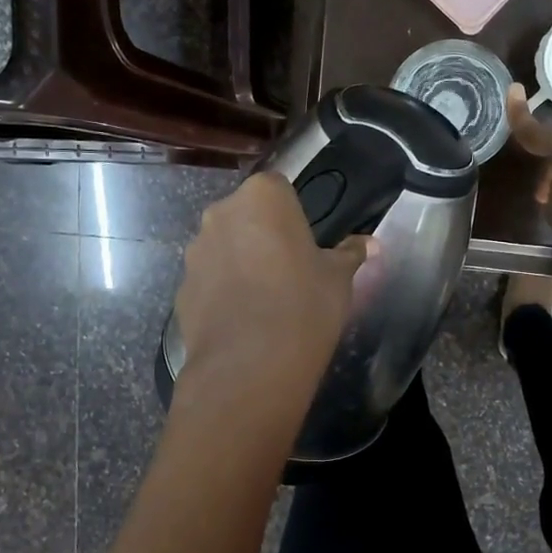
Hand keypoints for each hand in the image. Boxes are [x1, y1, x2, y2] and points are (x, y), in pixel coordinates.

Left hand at [174, 173, 373, 395]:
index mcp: (262, 197)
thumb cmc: (304, 305)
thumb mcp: (338, 278)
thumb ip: (349, 254)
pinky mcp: (181, 288)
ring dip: (239, 261)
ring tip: (263, 299)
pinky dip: (222, 291)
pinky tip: (242, 320)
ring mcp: (195, 251)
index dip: (292, 213)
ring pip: (223, 247)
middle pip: (245, 215)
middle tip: (287, 269)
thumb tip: (369, 244)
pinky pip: (208, 280)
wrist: (250, 364)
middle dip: (262, 234)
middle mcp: (221, 214)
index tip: (304, 242)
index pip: (278, 188)